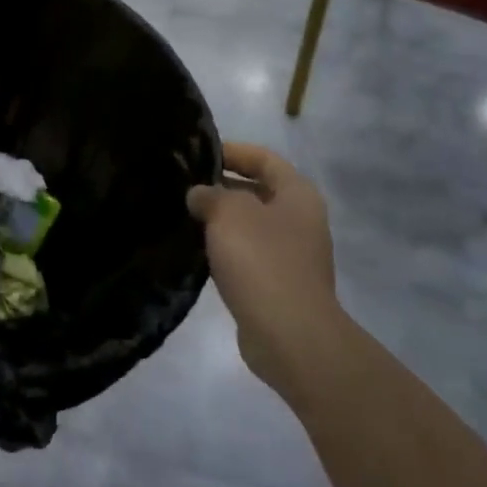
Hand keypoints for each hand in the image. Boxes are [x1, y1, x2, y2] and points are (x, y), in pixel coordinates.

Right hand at [187, 143, 336, 408]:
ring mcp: (293, 255)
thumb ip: (210, 194)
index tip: (199, 154)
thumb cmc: (262, 260)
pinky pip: (249, 255)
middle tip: (185, 185)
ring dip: (222, 220)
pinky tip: (199, 251)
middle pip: (258, 190)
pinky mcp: (280, 285)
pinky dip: (226, 249)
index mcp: (298, 194)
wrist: (289, 335)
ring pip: (251, 225)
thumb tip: (199, 194)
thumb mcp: (228, 213)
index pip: (264, 158)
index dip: (233, 151)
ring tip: (186, 216)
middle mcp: (301, 220)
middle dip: (223, 186)